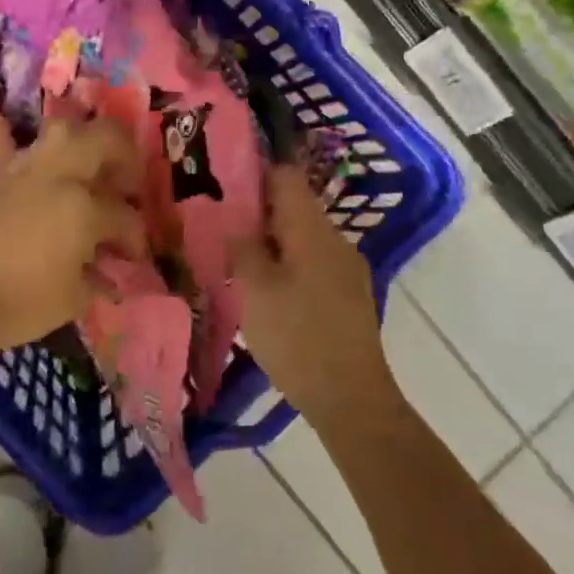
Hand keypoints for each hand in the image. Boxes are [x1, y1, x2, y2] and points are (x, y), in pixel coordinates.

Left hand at [0, 116, 143, 352]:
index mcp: (82, 208)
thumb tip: (110, 270)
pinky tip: (58, 191)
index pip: (125, 216)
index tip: (134, 256)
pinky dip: (58, 161)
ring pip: (67, 130)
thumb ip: (99, 278)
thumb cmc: (17, 304)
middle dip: (125, 156)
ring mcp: (27, 170)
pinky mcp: (2, 175)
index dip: (136, 238)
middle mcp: (58, 176)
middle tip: (127, 185)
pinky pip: (40, 152)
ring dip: (89, 146)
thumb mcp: (72, 300)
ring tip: (93, 176)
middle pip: (104, 137)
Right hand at [232, 166, 395, 430]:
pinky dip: (288, 267)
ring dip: (272, 244)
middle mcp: (336, 241)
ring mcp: (348, 270)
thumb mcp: (255, 291)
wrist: (351, 398)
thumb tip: (232, 220)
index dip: (255, 174)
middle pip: (295, 209)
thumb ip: (242, 249)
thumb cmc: (297, 338)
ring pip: (303, 240)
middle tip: (221, 228)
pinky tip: (267, 292)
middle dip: (258, 214)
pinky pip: (314, 265)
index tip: (223, 184)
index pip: (287, 177)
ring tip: (238, 262)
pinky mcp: (350, 296)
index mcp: (313, 231)